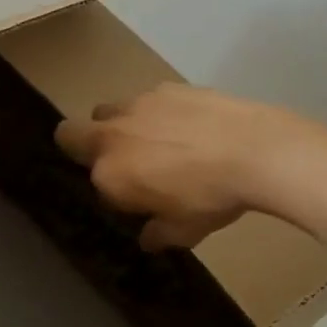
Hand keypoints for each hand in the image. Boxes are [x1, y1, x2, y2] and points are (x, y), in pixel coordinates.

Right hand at [56, 83, 299, 249]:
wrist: (255, 150)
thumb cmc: (212, 198)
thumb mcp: (185, 230)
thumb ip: (159, 233)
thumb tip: (148, 238)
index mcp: (109, 174)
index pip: (95, 183)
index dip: (114, 192)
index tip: (138, 199)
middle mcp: (112, 136)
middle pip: (70, 133)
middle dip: (84, 145)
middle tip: (123, 160)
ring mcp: (137, 106)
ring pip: (108, 111)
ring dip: (121, 125)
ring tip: (160, 140)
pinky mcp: (165, 87)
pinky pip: (148, 99)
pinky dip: (159, 112)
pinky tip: (191, 125)